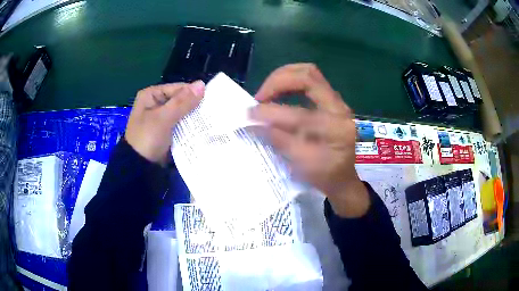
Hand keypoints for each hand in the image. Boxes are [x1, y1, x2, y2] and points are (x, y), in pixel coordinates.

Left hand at [125, 81, 204, 165]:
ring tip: (210, 120)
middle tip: (212, 112)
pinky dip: (189, 126)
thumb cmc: (147, 138)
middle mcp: (156, 103)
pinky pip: (180, 124)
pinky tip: (201, 128)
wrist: (139, 167)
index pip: (178, 88)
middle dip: (194, 106)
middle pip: (180, 100)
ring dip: (193, 117)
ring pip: (182, 113)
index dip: (193, 94)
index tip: (210, 102)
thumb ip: (182, 102)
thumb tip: (202, 83)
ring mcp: (160, 118)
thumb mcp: (164, 118)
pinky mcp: (166, 130)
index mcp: (151, 95)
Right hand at [250, 64, 369, 217]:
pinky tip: (278, 94)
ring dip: (283, 78)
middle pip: (309, 76)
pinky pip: (309, 80)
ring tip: (266, 93)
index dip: (272, 112)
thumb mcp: (302, 165)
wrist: (344, 177)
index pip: (301, 114)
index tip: (250, 114)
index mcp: (336, 130)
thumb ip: (280, 141)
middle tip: (260, 96)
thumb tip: (255, 122)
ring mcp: (337, 101)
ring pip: (309, 73)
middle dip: (278, 81)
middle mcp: (340, 109)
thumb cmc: (325, 176)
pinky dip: (289, 82)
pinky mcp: (330, 100)